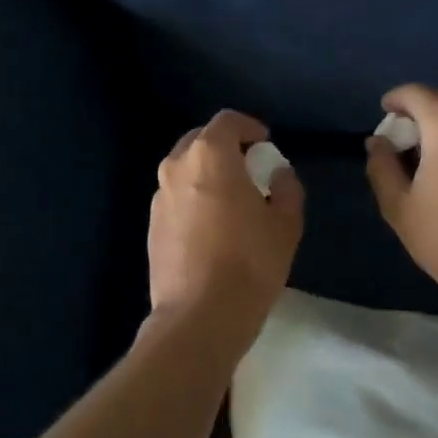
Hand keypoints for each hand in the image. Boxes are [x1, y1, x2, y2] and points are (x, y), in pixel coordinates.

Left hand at [149, 110, 303, 336]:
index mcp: (209, 156)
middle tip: (250, 170)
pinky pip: (176, 198)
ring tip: (232, 201)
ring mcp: (159, 197)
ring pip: (185, 170)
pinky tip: (212, 229)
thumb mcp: (286, 224)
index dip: (250, 128)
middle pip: (201, 141)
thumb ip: (286, 188)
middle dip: (226, 148)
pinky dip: (194, 199)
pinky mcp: (151, 226)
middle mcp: (176, 167)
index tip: (265, 145)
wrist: (199, 316)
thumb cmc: (250, 263)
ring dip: (208, 175)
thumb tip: (278, 174)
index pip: (228, 121)